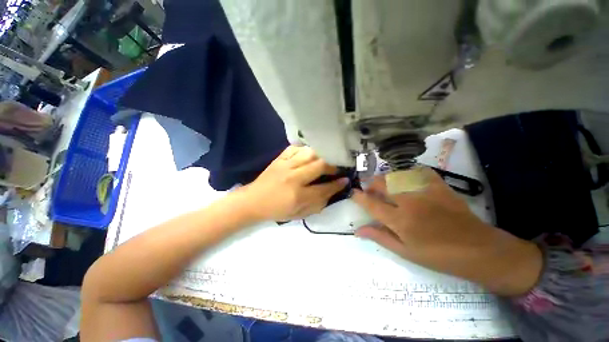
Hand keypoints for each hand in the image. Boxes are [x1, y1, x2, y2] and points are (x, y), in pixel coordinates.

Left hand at [240, 145, 347, 221]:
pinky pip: (296, 148)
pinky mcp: (279, 158)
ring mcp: (285, 165)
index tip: (345, 180)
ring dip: (321, 155)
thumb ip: (317, 204)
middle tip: (337, 167)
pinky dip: (305, 149)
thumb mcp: (298, 215)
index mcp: (298, 195)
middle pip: (320, 165)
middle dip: (333, 165)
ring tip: (326, 159)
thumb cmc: (276, 210)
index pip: (324, 188)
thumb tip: (332, 191)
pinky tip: (309, 154)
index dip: (337, 184)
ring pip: (310, 153)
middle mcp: (293, 177)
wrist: (253, 201)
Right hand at [352, 168, 542, 295]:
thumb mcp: (405, 252)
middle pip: (381, 184)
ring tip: (385, 185)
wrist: (478, 250)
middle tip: (370, 191)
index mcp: (400, 220)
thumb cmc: (438, 256)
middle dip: (370, 185)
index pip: (371, 204)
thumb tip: (357, 231)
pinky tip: (406, 179)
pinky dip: (408, 173)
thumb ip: (380, 237)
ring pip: (396, 175)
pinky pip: (418, 171)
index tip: (353, 193)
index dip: (359, 197)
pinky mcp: (439, 185)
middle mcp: (409, 201)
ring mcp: (425, 191)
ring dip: (385, 179)